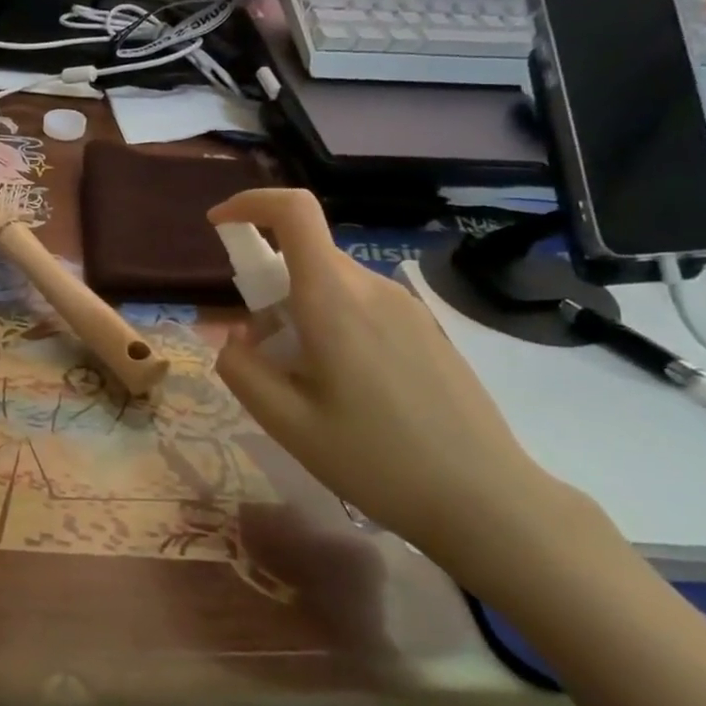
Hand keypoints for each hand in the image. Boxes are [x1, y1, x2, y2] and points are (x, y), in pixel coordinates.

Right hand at [208, 190, 607, 588]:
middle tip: (260, 353)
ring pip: (332, 284)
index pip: (294, 212)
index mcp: (334, 300)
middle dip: (266, 289)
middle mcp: (373, 288)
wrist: (487, 500)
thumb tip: (233, 339)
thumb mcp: (286, 423)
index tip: (219, 225)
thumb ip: (241, 370)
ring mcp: (407, 307)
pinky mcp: (426, 329)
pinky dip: (331, 325)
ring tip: (302, 383)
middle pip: (305, 256)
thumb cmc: (376, 460)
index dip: (250, 204)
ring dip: (298, 313)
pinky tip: (344, 390)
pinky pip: (361, 306)